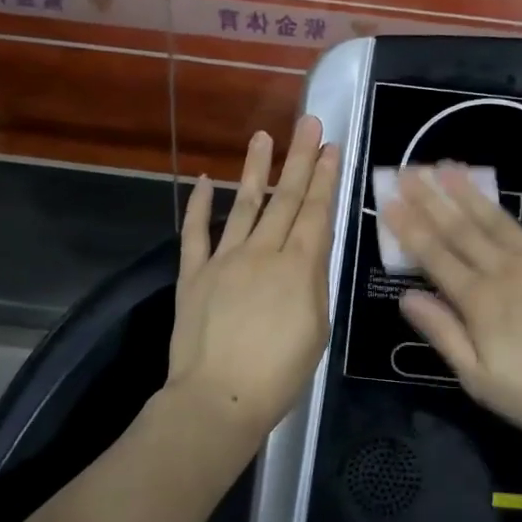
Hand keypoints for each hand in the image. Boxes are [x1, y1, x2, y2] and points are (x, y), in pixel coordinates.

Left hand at [165, 116, 340, 441]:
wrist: (218, 399)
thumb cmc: (279, 374)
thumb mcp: (316, 329)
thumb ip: (313, 283)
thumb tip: (309, 252)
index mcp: (297, 267)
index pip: (315, 212)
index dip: (324, 178)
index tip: (330, 147)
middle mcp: (262, 252)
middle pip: (284, 199)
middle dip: (299, 159)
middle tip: (307, 123)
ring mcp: (223, 260)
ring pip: (243, 204)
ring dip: (255, 169)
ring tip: (264, 136)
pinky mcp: (192, 274)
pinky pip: (194, 233)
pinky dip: (198, 206)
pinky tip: (203, 180)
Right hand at [383, 149, 521, 438]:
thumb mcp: (480, 379)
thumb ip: (443, 334)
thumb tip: (406, 297)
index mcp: (479, 300)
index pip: (434, 257)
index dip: (409, 228)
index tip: (388, 200)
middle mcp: (504, 269)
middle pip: (460, 229)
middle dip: (430, 200)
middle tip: (407, 170)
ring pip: (497, 217)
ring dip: (469, 190)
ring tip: (446, 165)